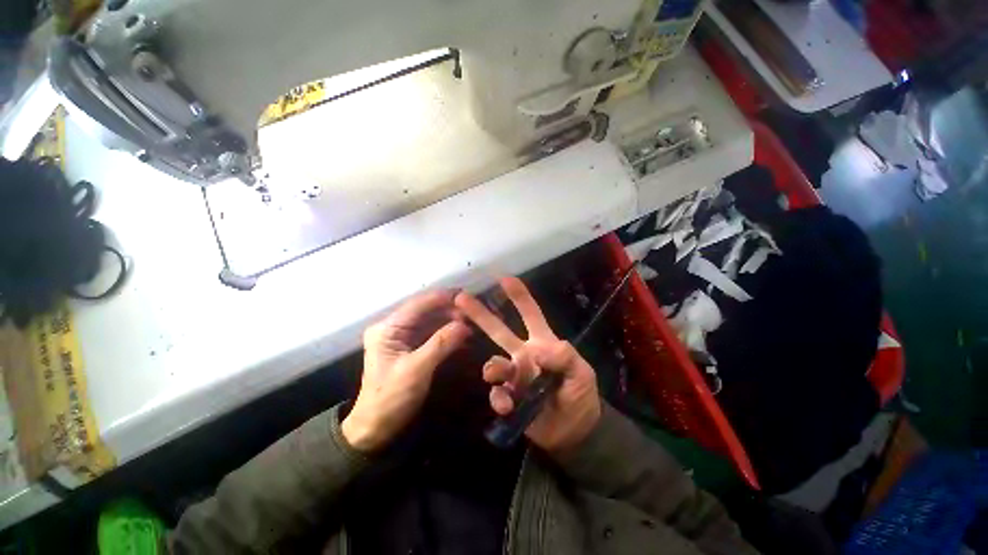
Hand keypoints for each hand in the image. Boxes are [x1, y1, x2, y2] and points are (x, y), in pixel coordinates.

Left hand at [342, 291, 470, 452]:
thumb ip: (441, 343)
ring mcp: (401, 336)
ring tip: (472, 324)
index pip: (419, 304)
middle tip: (473, 315)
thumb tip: (465, 324)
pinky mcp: (409, 346)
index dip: (443, 298)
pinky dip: (447, 332)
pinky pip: (431, 333)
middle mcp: (393, 326)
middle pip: (426, 310)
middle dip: (450, 310)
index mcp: (388, 328)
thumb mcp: (417, 370)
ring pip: (430, 320)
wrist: (375, 428)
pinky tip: (462, 335)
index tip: (468, 297)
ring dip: (450, 321)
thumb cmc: (391, 399)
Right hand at [455, 277, 600, 453]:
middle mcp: (523, 354)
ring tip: (494, 374)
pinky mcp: (509, 398)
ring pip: (493, 364)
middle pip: (499, 330)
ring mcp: (514, 376)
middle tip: (461, 299)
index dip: (519, 295)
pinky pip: (496, 394)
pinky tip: (507, 407)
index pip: (530, 313)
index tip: (504, 278)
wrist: (575, 431)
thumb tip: (536, 350)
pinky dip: (498, 399)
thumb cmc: (581, 394)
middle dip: (481, 314)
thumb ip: (564, 357)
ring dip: (492, 368)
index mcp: (542, 342)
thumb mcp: (582, 372)